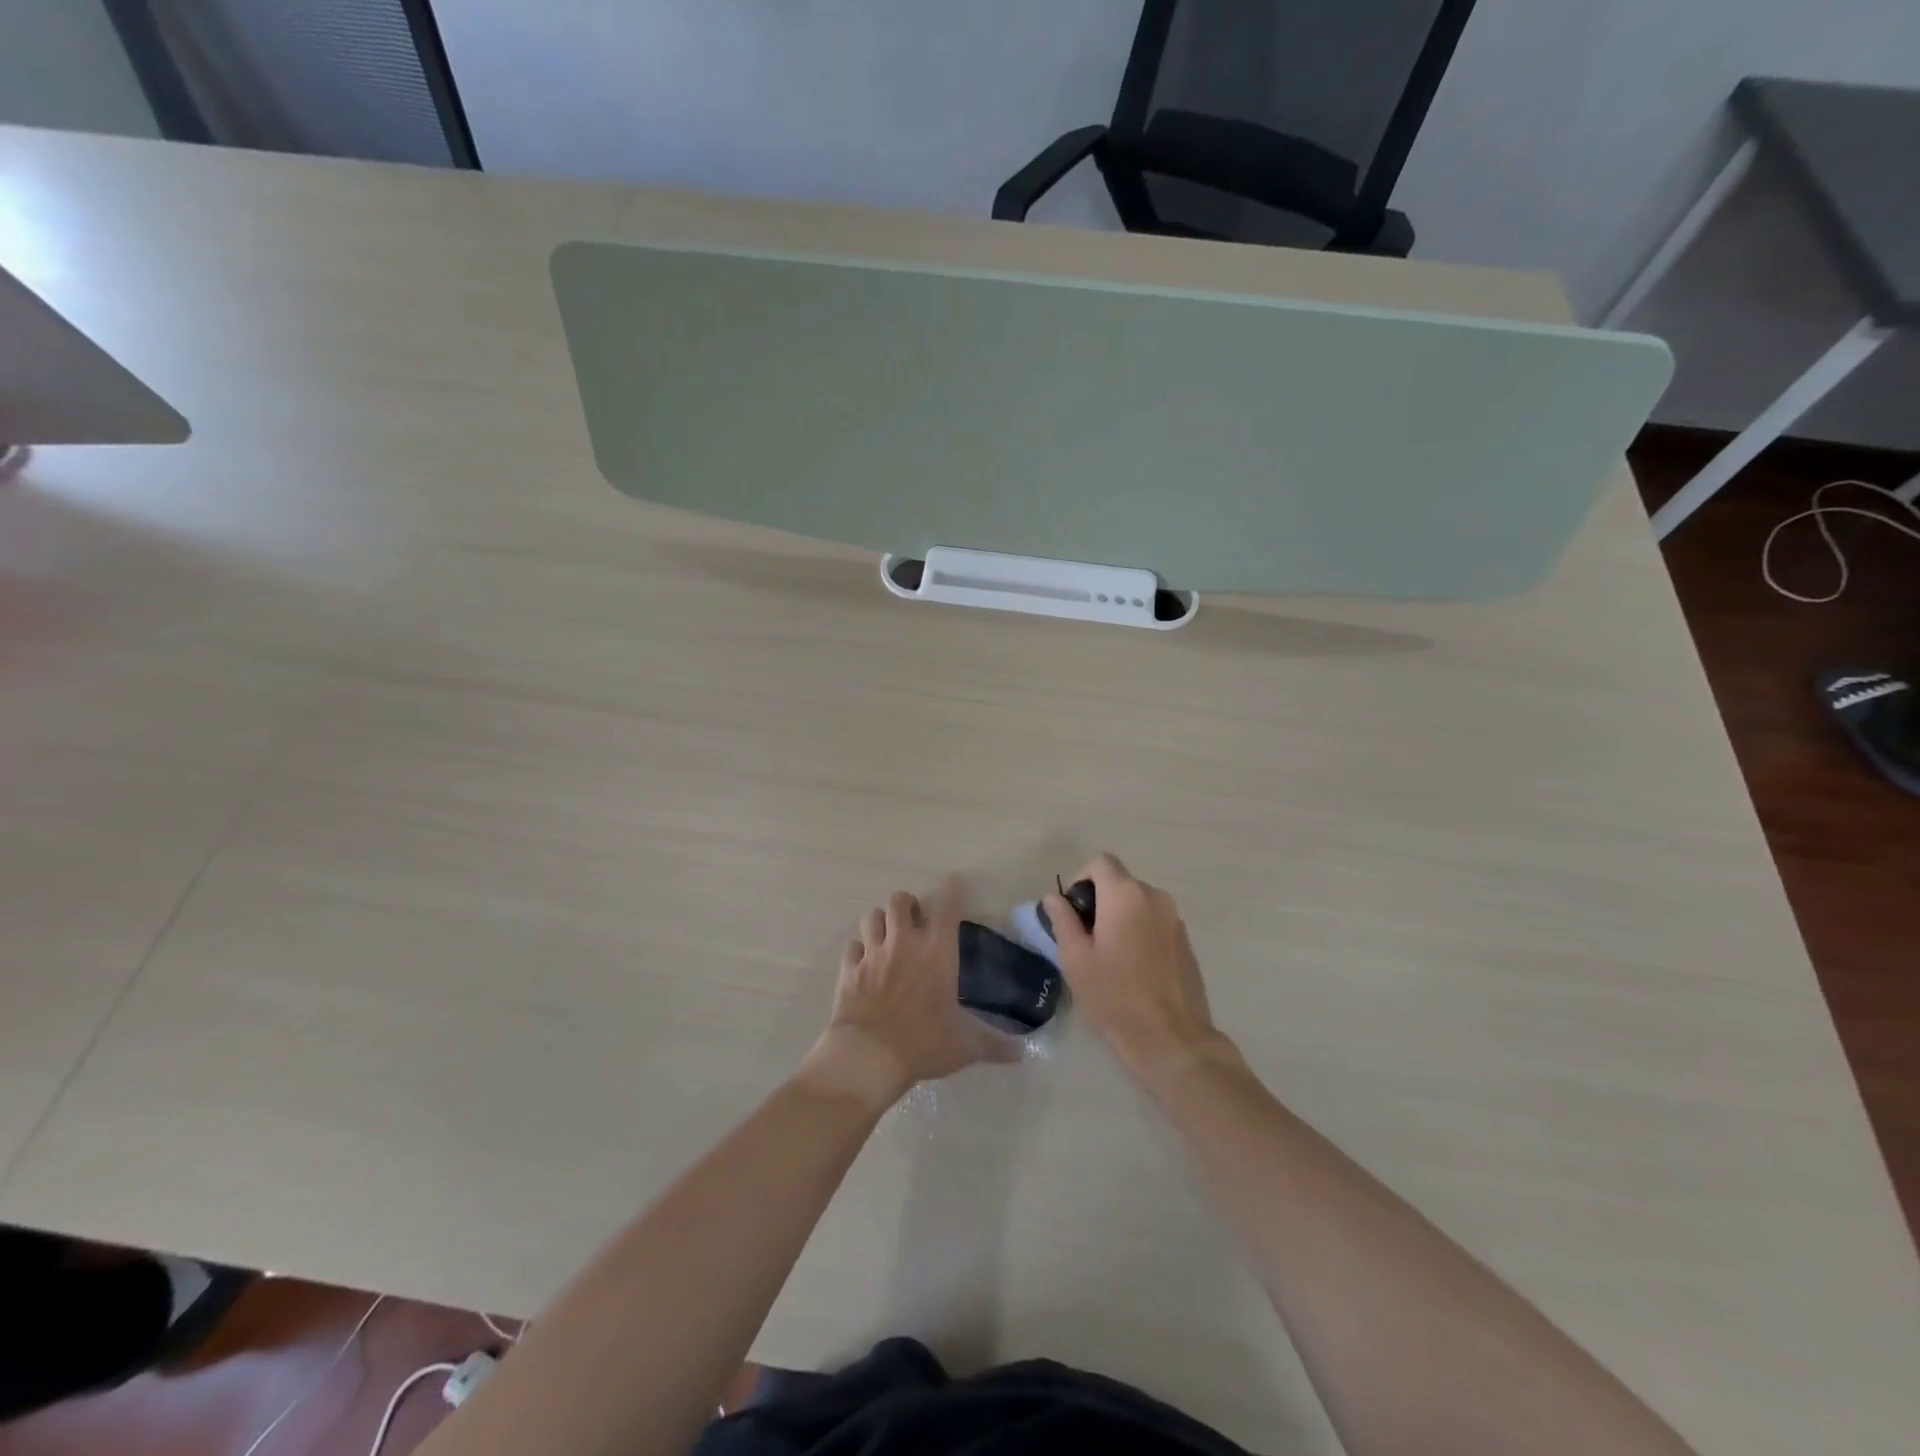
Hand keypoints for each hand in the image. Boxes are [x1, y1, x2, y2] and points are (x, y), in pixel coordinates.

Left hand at [801, 879, 1019, 1109]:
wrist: (869, 1056)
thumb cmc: (923, 1044)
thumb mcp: (964, 1046)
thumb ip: (993, 1045)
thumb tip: (1021, 1054)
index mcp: (937, 952)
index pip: (947, 906)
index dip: (952, 889)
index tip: (955, 882)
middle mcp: (904, 943)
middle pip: (900, 900)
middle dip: (908, 904)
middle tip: (915, 920)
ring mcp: (873, 953)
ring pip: (872, 916)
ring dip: (881, 921)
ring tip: (888, 935)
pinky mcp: (849, 969)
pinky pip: (852, 946)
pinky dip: (859, 949)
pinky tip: (864, 962)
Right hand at [1042, 853, 1231, 1082]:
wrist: (1171, 1039)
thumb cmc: (1115, 998)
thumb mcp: (1076, 960)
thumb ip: (1062, 920)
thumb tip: (1053, 897)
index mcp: (1125, 895)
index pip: (1101, 862)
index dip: (1080, 879)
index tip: (1072, 912)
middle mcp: (1154, 897)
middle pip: (1120, 881)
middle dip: (1099, 900)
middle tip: (1084, 938)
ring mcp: (1175, 918)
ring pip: (1138, 902)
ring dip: (1119, 915)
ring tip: (1108, 955)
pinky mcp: (1185, 940)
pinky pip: (1155, 920)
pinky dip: (1139, 930)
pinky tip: (1132, 967)